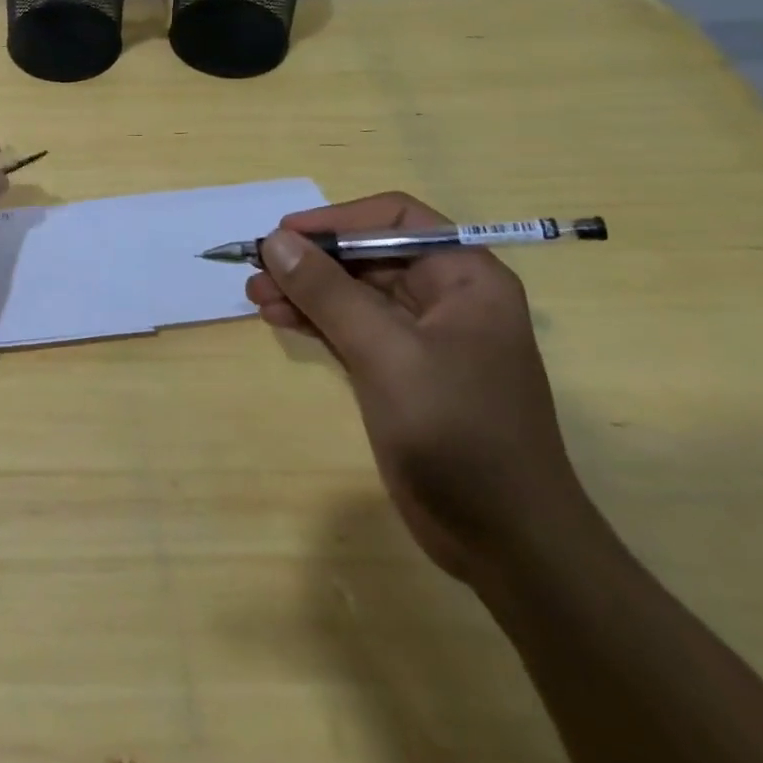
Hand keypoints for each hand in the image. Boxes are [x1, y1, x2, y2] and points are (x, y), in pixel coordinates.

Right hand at [247, 193, 589, 583]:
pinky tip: (278, 318)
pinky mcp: (400, 370)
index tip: (284, 235)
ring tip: (256, 295)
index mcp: (464, 278)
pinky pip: (349, 326)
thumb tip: (274, 240)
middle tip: (257, 269)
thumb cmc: (458, 433)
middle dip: (311, 260)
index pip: (394, 219)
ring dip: (304, 289)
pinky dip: (314, 319)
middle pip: (367, 254)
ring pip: (352, 291)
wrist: (506, 543)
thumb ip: (328, 292)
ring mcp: (421, 337)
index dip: (337, 220)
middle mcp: (445, 297)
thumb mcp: (387, 353)